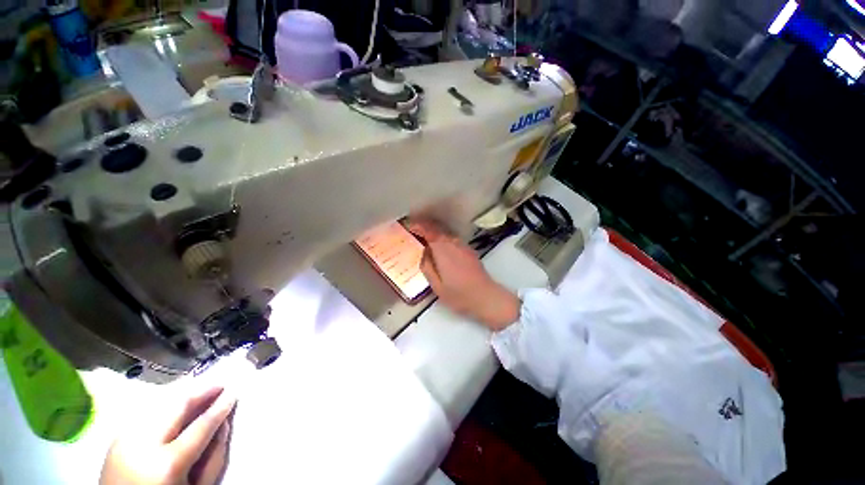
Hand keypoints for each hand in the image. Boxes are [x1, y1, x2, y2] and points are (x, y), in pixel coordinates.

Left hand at [100, 386, 236, 484]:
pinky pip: (144, 415)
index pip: (201, 425)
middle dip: (201, 392)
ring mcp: (125, 441)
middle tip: (219, 385)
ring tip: (199, 391)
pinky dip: (163, 406)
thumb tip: (224, 424)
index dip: (220, 407)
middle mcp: (143, 446)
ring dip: (182, 396)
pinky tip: (173, 406)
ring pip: (158, 406)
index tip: (233, 392)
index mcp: (168, 463)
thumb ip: (214, 458)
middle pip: (177, 407)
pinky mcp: (115, 440)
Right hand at [409, 220, 520, 330]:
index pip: (429, 231)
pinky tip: (441, 248)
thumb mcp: (437, 286)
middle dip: (425, 228)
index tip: (410, 226)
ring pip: (446, 234)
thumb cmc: (459, 295)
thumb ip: (427, 267)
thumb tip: (423, 252)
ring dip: (435, 233)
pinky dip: (443, 239)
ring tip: (425, 239)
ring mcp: (463, 246)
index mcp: (443, 250)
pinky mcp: (469, 250)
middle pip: (437, 229)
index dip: (419, 226)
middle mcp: (453, 244)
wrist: (486, 297)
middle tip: (414, 232)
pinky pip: (452, 240)